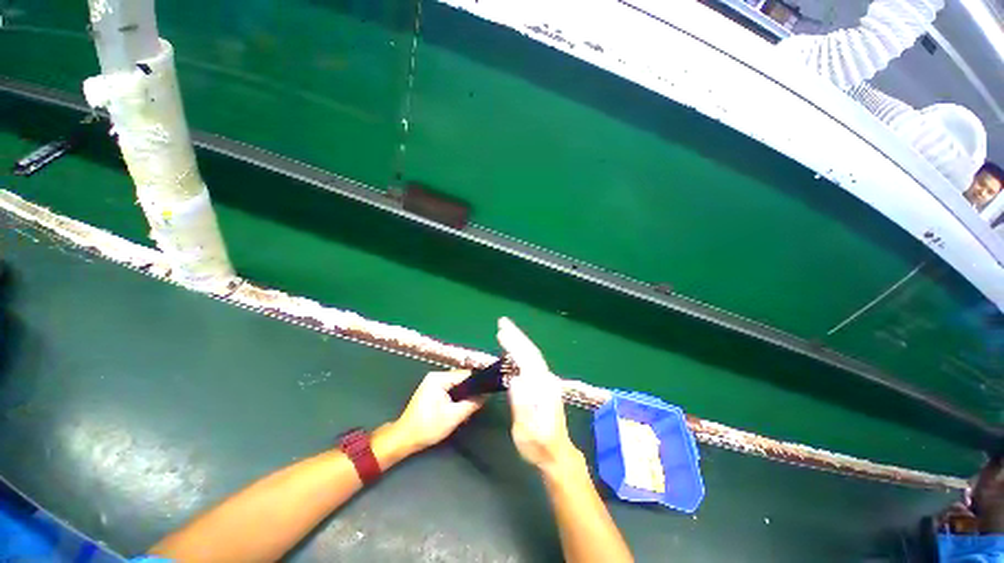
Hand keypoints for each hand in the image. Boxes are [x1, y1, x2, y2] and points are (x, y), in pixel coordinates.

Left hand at [395, 370, 484, 451]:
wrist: (405, 439)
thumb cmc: (427, 427)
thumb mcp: (454, 416)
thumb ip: (472, 404)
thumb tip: (486, 395)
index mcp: (439, 378)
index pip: (464, 374)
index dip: (477, 382)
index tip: (488, 390)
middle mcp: (435, 376)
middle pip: (460, 378)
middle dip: (470, 390)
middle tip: (479, 402)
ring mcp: (432, 383)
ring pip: (456, 385)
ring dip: (463, 395)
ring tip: (471, 406)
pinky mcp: (431, 391)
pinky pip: (449, 389)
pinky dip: (456, 397)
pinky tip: (460, 408)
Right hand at [498, 317, 580, 473]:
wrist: (557, 454)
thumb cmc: (539, 445)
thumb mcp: (527, 431)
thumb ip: (522, 405)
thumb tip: (515, 379)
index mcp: (542, 387)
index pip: (527, 359)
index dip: (515, 344)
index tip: (501, 332)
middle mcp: (546, 379)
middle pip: (531, 352)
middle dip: (517, 336)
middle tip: (502, 322)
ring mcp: (546, 381)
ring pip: (532, 355)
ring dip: (519, 341)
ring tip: (505, 331)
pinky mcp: (543, 385)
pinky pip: (531, 362)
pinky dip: (521, 351)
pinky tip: (514, 349)